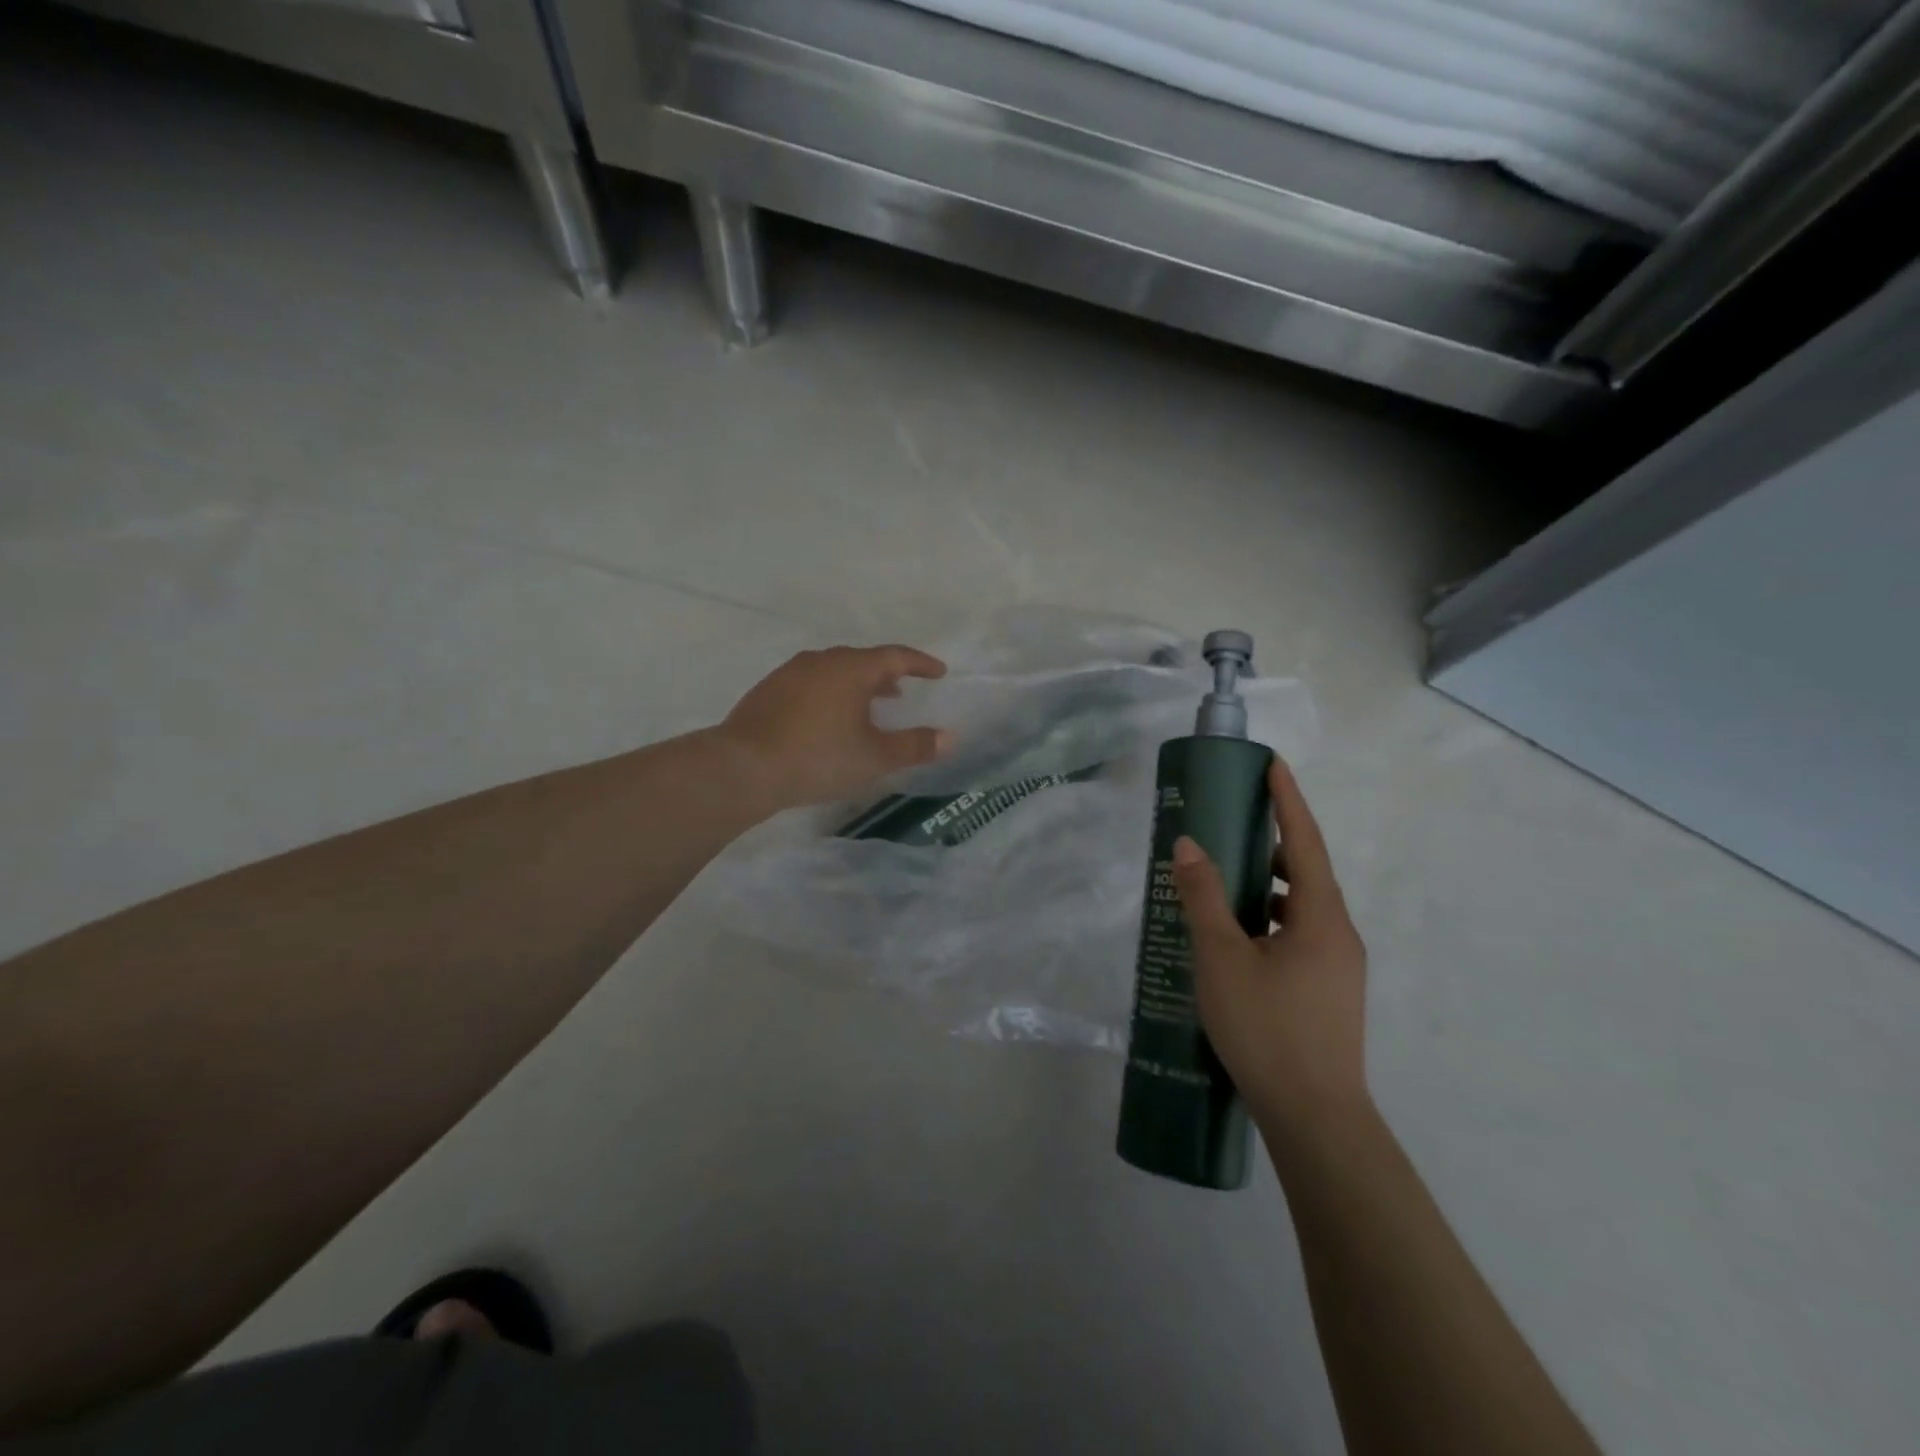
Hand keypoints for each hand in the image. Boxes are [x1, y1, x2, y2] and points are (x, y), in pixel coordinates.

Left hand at [719, 645, 950, 808]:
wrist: (744, 767)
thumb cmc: (818, 758)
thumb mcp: (875, 757)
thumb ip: (915, 746)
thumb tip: (950, 737)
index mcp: (852, 669)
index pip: (895, 656)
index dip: (920, 664)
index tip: (938, 672)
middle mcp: (821, 661)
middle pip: (862, 660)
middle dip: (886, 674)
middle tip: (902, 691)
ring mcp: (790, 673)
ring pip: (834, 670)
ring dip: (856, 684)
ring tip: (867, 706)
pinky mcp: (768, 691)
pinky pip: (810, 683)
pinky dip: (829, 693)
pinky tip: (826, 719)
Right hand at [1170, 758, 1368, 1142]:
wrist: (1315, 1119)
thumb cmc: (1268, 1029)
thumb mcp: (1223, 958)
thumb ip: (1204, 898)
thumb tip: (1188, 845)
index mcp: (1321, 917)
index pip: (1305, 841)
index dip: (1288, 800)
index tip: (1272, 764)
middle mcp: (1338, 934)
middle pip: (1306, 873)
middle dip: (1271, 844)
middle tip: (1230, 828)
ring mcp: (1338, 967)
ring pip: (1301, 908)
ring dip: (1267, 888)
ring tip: (1223, 885)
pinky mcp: (1329, 993)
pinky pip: (1299, 936)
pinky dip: (1269, 921)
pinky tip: (1237, 941)